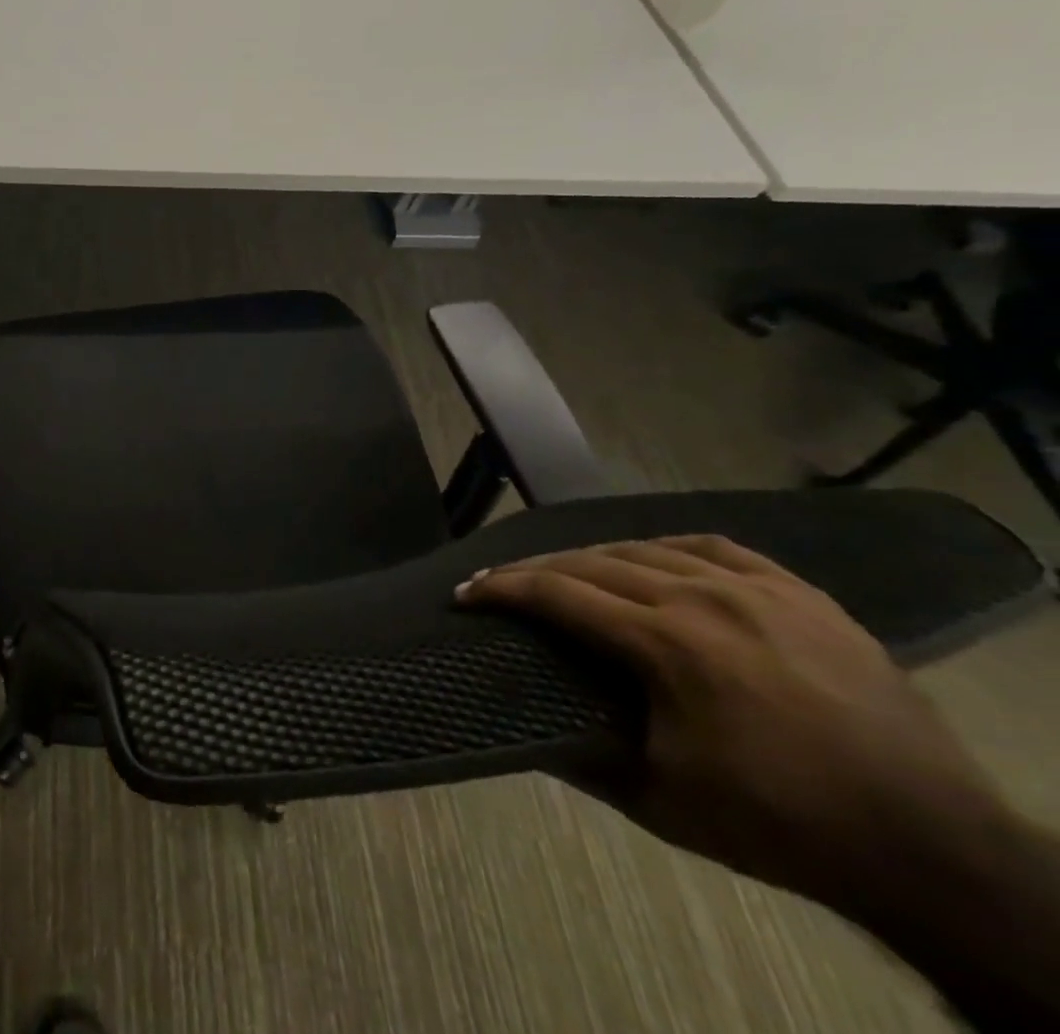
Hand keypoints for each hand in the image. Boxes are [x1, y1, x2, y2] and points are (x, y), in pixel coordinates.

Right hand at [458, 535, 1007, 904]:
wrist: (930, 849)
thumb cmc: (780, 825)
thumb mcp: (659, 800)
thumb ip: (581, 753)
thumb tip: (519, 722)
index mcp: (666, 643)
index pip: (559, 594)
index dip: (504, 589)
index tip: (468, 592)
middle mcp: (703, 598)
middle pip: (593, 562)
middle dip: (536, 569)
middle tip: (503, 582)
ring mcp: (758, 590)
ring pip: (648, 549)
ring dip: (595, 557)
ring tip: (570, 573)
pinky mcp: (801, 595)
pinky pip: (716, 547)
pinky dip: (667, 548)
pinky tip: (655, 559)